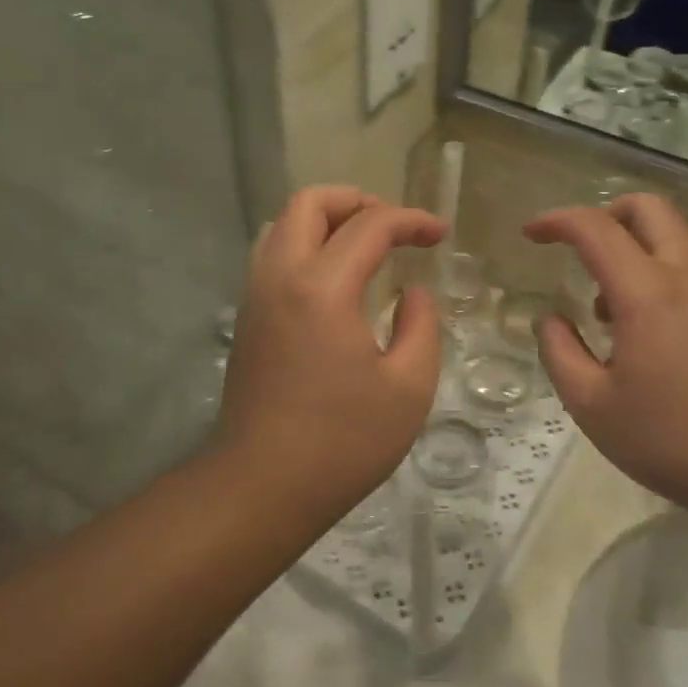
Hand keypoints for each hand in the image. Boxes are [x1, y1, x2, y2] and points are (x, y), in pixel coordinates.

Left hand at [220, 186, 446, 508]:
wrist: (261, 486)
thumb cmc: (342, 442)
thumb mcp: (408, 388)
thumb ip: (420, 326)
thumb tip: (412, 294)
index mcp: (322, 287)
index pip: (370, 225)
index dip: (411, 220)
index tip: (440, 234)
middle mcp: (280, 276)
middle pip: (309, 202)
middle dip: (358, 200)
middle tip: (393, 227)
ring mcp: (256, 294)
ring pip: (282, 223)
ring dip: (326, 220)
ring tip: (364, 246)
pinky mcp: (247, 317)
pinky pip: (272, 254)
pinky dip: (305, 244)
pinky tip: (334, 279)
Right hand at [524, 195, 687, 510]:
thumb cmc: (672, 438)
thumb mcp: (593, 406)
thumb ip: (560, 353)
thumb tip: (551, 321)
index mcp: (647, 293)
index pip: (597, 228)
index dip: (557, 221)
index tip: (530, 235)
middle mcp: (685, 276)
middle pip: (647, 207)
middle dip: (604, 213)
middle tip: (574, 248)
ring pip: (670, 234)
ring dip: (629, 246)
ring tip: (602, 306)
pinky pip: (684, 265)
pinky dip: (651, 270)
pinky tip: (636, 328)